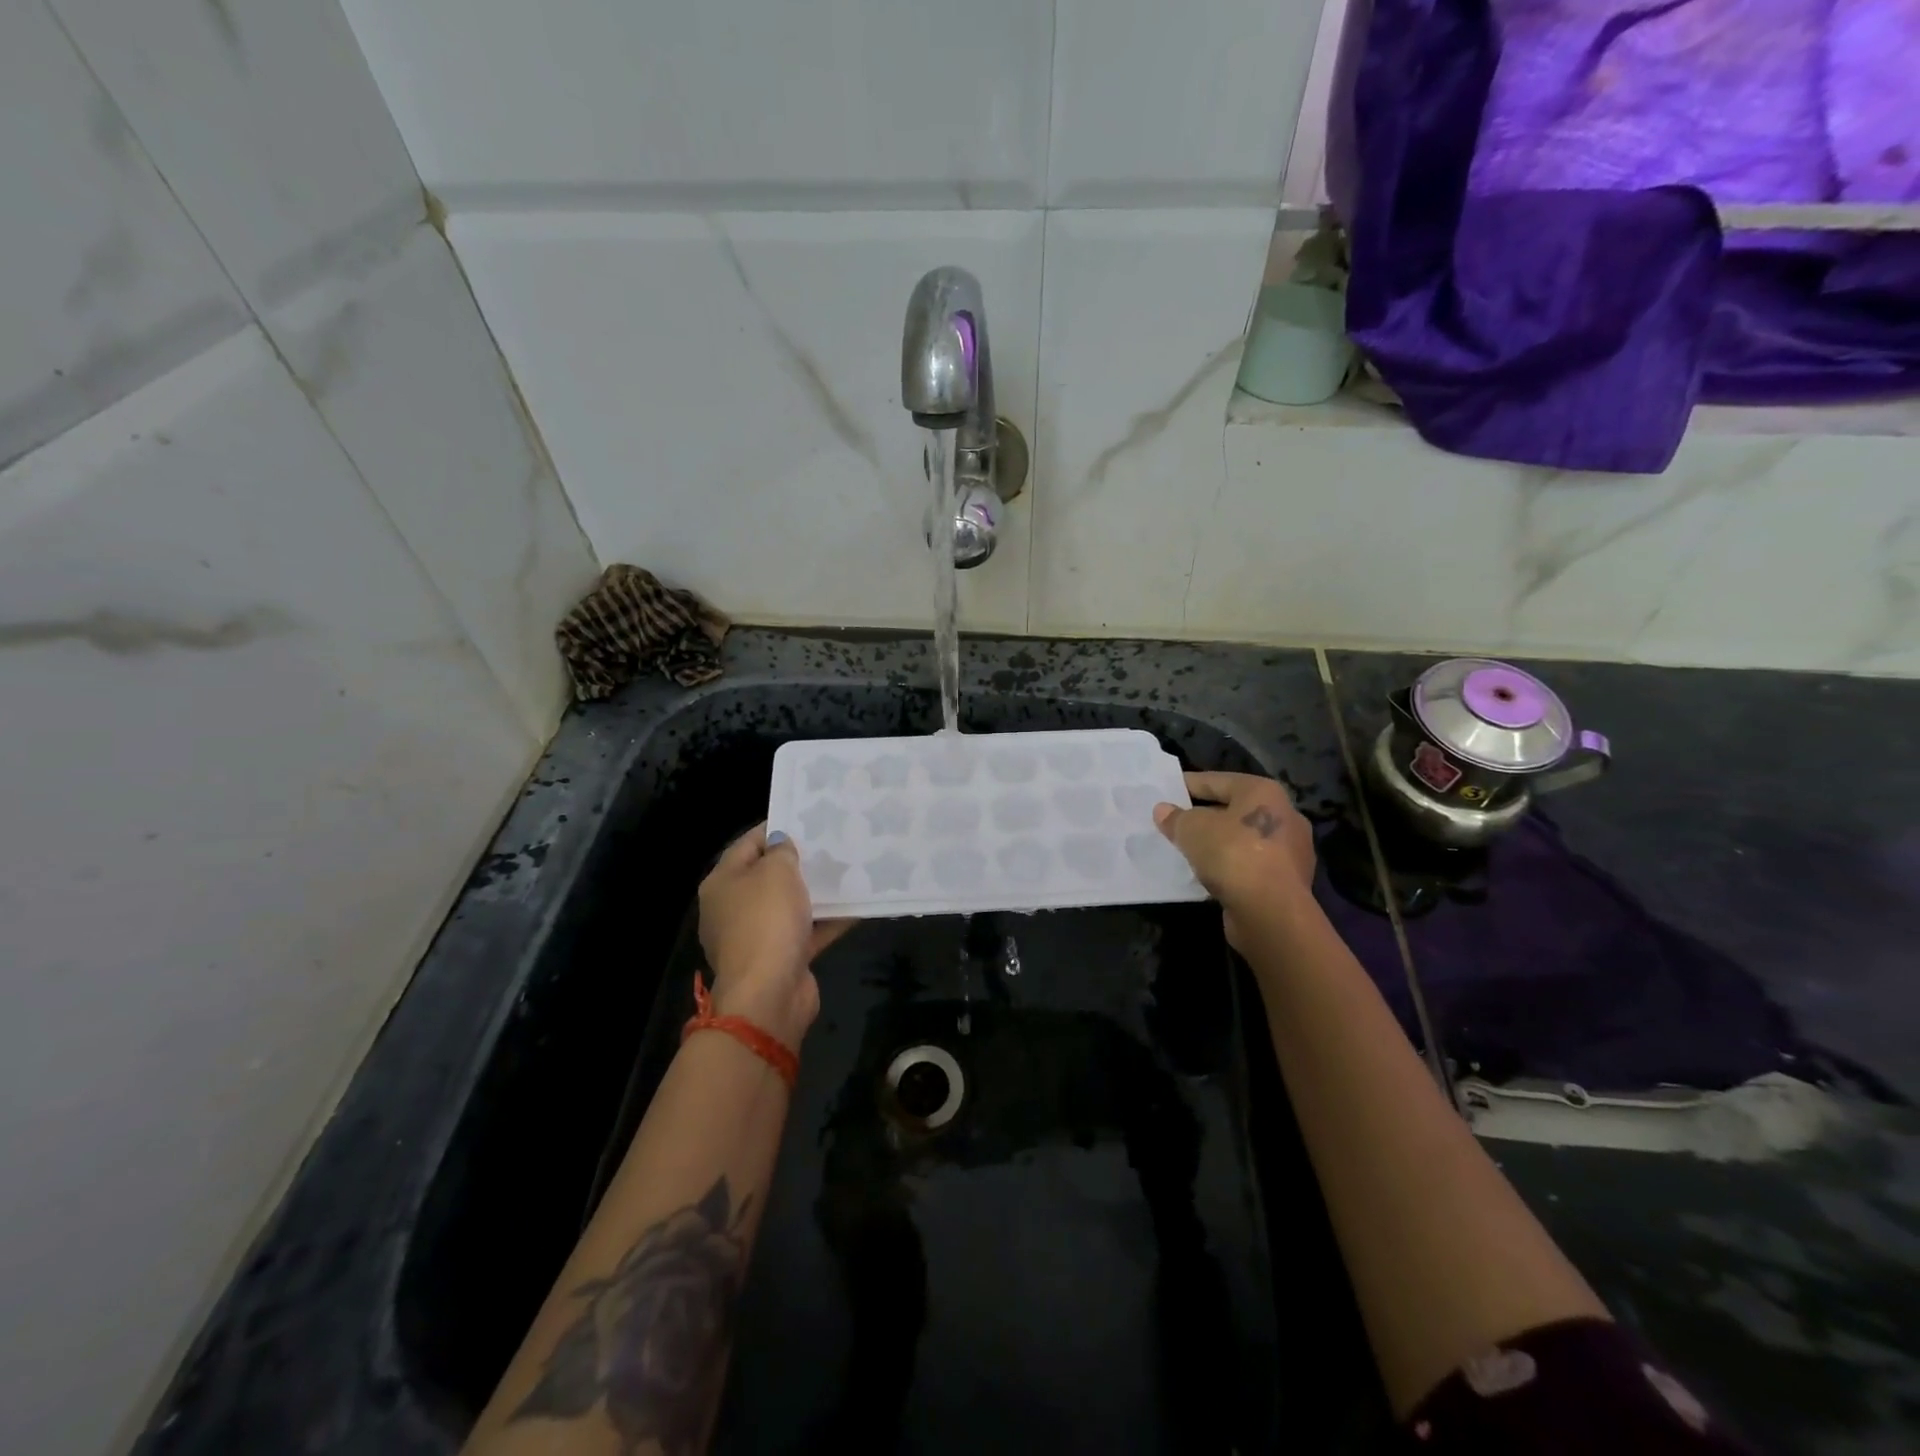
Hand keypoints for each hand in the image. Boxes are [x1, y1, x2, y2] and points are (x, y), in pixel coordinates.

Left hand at [697, 824, 851, 1048]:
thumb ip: (782, 851)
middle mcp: (733, 908)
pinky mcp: (781, 958)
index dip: (774, 829)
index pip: (747, 844)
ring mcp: (756, 936)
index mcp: (722, 883)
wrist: (769, 993)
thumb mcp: (776, 872)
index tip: (805, 819)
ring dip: (815, 892)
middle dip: (797, 862)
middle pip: (767, 876)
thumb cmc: (767, 921)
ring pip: (789, 905)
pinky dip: (827, 920)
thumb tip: (781, 845)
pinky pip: (806, 931)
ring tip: (847, 871)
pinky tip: (856, 906)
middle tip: (829, 844)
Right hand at [1154, 772, 1315, 949]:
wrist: (1271, 912)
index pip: (1217, 781)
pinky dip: (1230, 867)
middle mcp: (1283, 815)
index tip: (1167, 791)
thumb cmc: (1233, 855)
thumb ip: (1176, 818)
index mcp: (1263, 792)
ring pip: (1243, 839)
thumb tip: (1163, 811)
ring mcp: (1290, 851)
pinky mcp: (1288, 881)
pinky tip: (1208, 874)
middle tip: (1175, 822)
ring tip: (1188, 850)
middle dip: (1204, 816)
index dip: (1189, 784)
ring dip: (1218, 844)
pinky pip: (1249, 865)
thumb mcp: (1192, 830)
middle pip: (1233, 809)